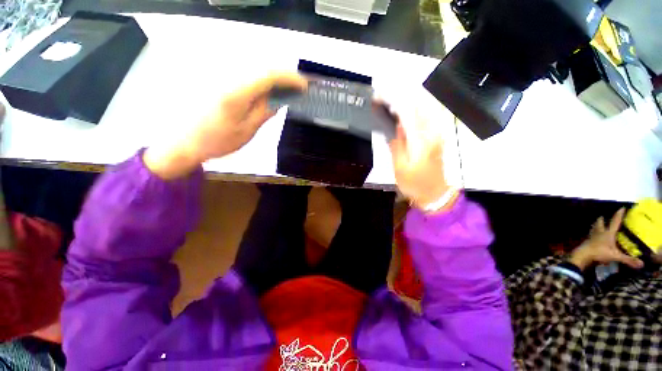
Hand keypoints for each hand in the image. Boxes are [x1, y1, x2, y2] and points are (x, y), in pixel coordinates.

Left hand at [144, 72, 306, 178]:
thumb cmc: (217, 141)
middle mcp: (227, 78)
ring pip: (253, 70)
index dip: (288, 78)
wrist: (184, 141)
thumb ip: (264, 112)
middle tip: (296, 89)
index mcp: (236, 93)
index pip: (268, 76)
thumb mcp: (247, 131)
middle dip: (282, 77)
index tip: (303, 85)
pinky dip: (259, 81)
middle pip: (261, 68)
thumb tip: (279, 99)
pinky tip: (265, 91)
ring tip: (284, 91)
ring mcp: (220, 77)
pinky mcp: (216, 81)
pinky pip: (243, 75)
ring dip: (272, 78)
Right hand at [381, 89, 457, 211]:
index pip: (407, 113)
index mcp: (421, 140)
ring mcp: (438, 133)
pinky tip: (407, 110)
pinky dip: (417, 108)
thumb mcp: (399, 167)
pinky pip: (429, 115)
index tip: (380, 96)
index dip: (392, 101)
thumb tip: (395, 125)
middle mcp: (433, 132)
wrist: (434, 192)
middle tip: (385, 94)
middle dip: (401, 95)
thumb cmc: (414, 183)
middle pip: (419, 105)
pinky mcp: (439, 135)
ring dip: (409, 100)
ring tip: (393, 99)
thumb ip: (397, 144)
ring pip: (426, 107)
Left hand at [569, 208, 643, 270]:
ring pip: (593, 228)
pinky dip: (591, 234)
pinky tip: (591, 236)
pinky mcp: (586, 242)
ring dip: (595, 226)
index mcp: (608, 233)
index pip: (615, 222)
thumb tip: (642, 264)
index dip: (619, 215)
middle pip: (600, 223)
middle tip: (602, 216)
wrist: (582, 255)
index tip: (622, 208)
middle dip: (601, 220)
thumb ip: (628, 260)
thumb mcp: (615, 256)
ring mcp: (591, 237)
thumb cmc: (599, 253)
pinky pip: (590, 236)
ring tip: (596, 223)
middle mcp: (599, 233)